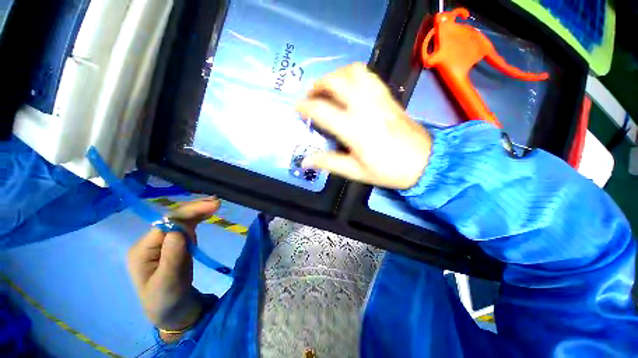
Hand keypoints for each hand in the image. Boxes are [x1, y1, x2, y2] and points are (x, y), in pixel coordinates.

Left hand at [127, 197, 219, 340]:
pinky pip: (187, 227)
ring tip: (215, 204)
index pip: (167, 223)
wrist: (173, 313)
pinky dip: (198, 218)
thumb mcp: (167, 283)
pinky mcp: (175, 246)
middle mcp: (152, 242)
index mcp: (143, 249)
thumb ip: (171, 256)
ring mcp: (164, 243)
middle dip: (194, 208)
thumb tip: (178, 229)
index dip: (189, 212)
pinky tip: (207, 213)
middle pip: (173, 218)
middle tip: (217, 202)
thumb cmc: (166, 301)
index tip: (212, 206)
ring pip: (181, 221)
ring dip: (198, 211)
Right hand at [296, 63, 431, 189]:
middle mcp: (365, 107)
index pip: (322, 110)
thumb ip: (329, 163)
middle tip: (311, 96)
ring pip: (354, 72)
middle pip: (337, 82)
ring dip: (336, 75)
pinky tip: (349, 86)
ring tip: (328, 88)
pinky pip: (369, 75)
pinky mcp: (388, 96)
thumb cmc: (388, 170)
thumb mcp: (355, 172)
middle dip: (318, 85)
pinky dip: (353, 74)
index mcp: (355, 129)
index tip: (297, 108)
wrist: (424, 161)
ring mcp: (379, 98)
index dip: (305, 107)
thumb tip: (305, 161)